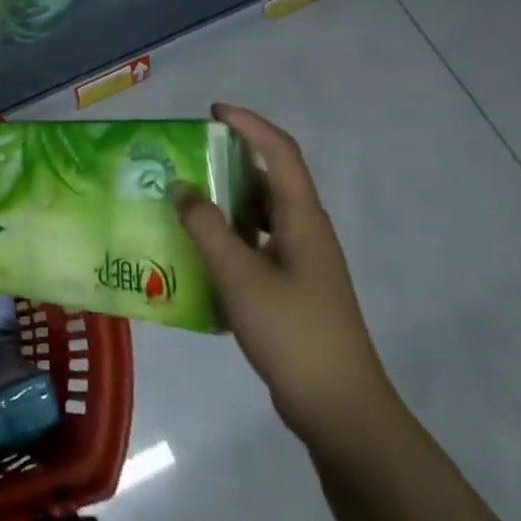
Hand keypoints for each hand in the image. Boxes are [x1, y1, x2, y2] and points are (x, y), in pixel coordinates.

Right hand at [171, 105, 397, 451]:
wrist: (339, 408)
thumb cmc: (293, 333)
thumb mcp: (240, 276)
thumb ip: (207, 228)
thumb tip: (181, 187)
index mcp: (302, 219)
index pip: (280, 152)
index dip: (249, 125)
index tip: (212, 112)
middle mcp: (305, 231)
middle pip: (270, 178)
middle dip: (230, 159)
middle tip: (186, 156)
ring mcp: (301, 261)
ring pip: (261, 213)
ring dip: (226, 198)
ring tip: (183, 197)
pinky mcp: (292, 287)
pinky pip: (256, 243)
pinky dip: (228, 234)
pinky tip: (198, 248)